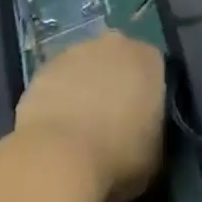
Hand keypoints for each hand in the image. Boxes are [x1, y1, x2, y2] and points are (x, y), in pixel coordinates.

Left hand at [14, 32, 164, 201]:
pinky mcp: (46, 66)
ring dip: (86, 87)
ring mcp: (77, 51)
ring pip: (87, 66)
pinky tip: (57, 127)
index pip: (155, 71)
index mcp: (149, 60)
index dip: (148, 95)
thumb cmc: (117, 156)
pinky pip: (60, 79)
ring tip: (80, 127)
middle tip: (111, 120)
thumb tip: (144, 130)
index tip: (141, 120)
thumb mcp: (155, 154)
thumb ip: (154, 130)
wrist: (58, 156)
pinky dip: (60, 96)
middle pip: (120, 61)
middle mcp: (117, 45)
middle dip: (116, 83)